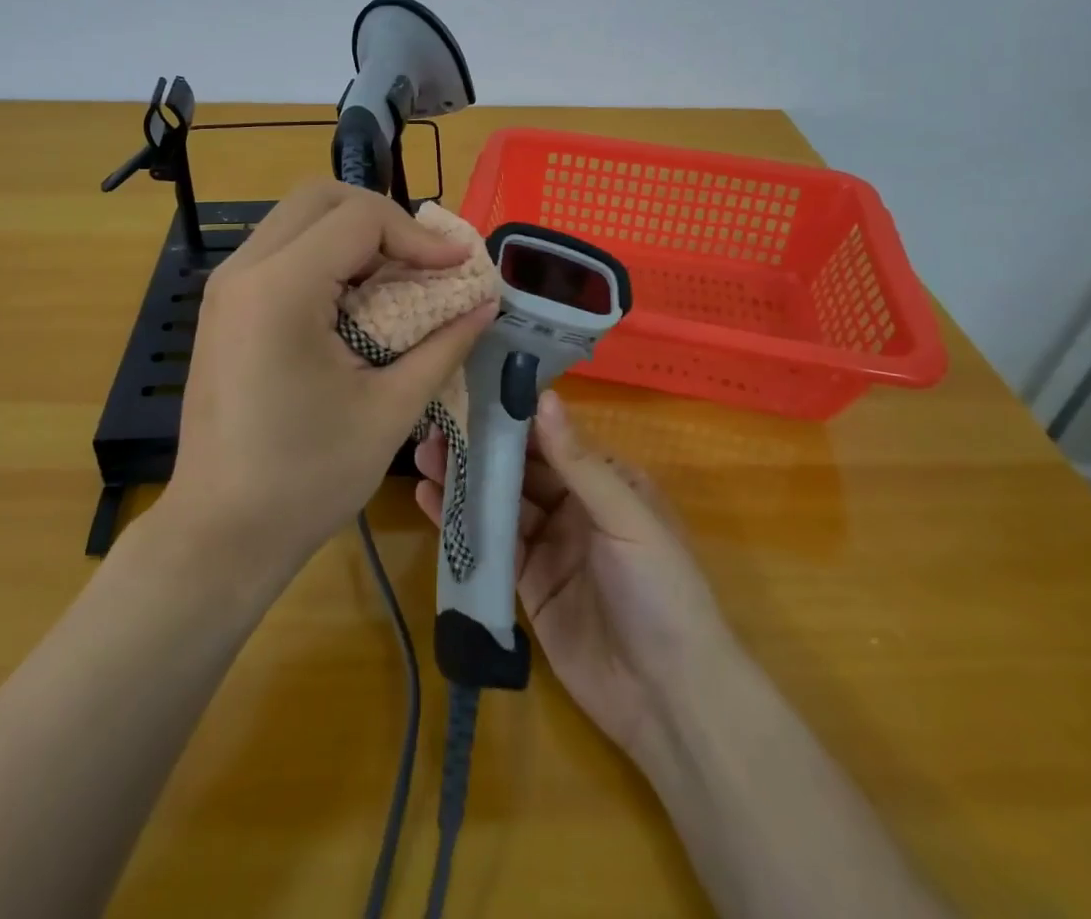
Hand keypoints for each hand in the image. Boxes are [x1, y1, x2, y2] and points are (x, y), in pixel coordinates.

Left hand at [163, 180, 497, 576]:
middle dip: (384, 217)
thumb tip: (485, 304)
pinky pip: (283, 249)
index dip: (419, 234)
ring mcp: (227, 286)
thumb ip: (443, 345)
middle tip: (425, 260)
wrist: (220, 532)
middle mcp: (244, 271)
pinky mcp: (226, 305)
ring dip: (355, 233)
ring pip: (298, 217)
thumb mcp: (390, 410)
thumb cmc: (307, 478)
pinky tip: (358, 297)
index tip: (459, 266)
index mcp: (281, 290)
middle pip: (321, 197)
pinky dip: (328, 254)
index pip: (359, 218)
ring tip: (399, 275)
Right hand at [414, 390, 734, 758]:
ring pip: (499, 503)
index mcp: (605, 481)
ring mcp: (549, 546)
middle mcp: (574, 506)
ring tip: (422, 456)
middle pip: (519, 469)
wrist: (668, 698)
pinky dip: (460, 523)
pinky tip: (427, 499)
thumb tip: (543, 396)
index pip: (551, 438)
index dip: (513, 417)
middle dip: (479, 447)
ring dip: (463, 480)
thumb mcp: (625, 516)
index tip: (469, 391)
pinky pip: (490, 546)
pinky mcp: (527, 585)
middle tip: (434, 426)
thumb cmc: (660, 590)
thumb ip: (578, 461)